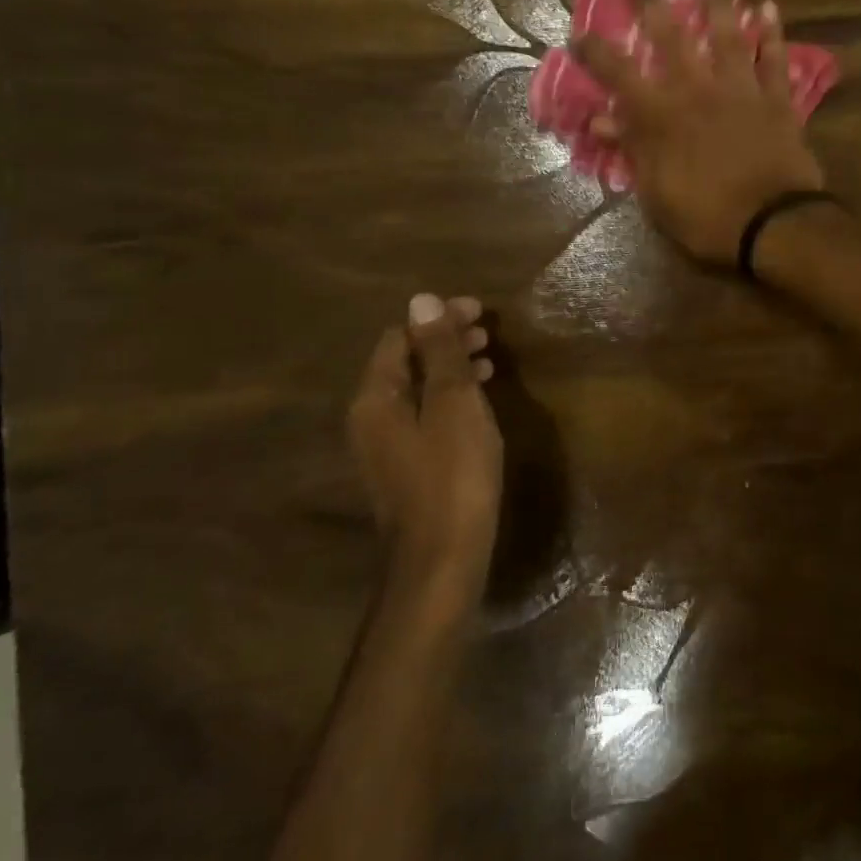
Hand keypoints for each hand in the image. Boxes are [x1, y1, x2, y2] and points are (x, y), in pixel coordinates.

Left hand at [346, 293, 501, 589]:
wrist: (441, 560)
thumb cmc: (453, 475)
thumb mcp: (454, 404)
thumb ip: (440, 352)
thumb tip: (421, 299)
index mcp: (376, 397)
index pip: (401, 336)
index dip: (439, 318)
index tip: (481, 312)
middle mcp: (371, 417)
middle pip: (406, 361)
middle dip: (445, 341)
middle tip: (488, 333)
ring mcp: (386, 445)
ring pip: (417, 388)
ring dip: (450, 368)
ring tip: (490, 360)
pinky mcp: (405, 467)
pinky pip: (425, 414)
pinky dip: (450, 397)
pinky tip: (478, 402)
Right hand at [573, 0, 825, 264]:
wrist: (773, 224)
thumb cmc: (707, 217)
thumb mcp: (656, 194)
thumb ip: (632, 150)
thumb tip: (600, 119)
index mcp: (662, 116)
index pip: (619, 73)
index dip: (596, 50)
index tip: (579, 33)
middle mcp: (698, 90)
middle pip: (672, 38)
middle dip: (653, 7)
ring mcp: (741, 91)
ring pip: (728, 37)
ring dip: (717, 5)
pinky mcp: (777, 101)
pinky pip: (775, 59)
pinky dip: (773, 34)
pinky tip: (768, 8)